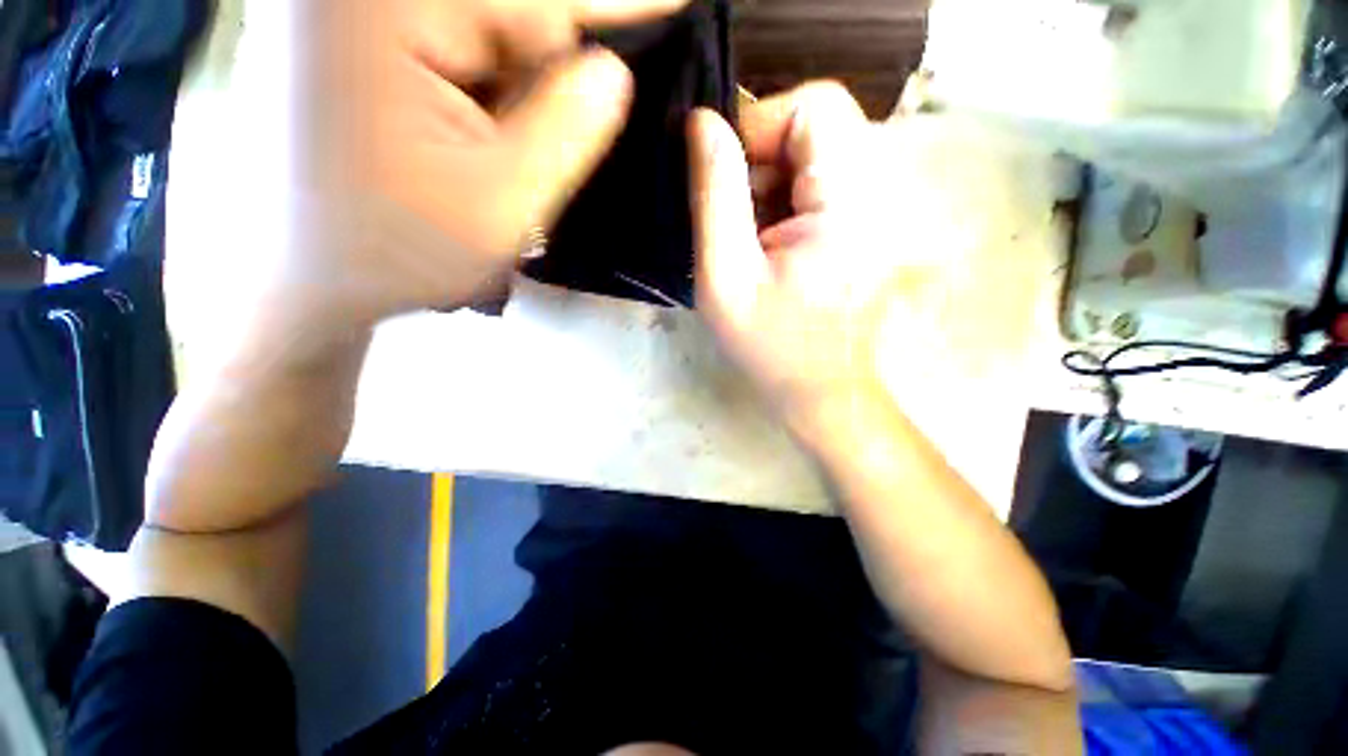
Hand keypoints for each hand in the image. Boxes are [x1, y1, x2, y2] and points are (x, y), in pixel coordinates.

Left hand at [277, 0, 687, 323]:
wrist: (304, 273)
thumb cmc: (397, 251)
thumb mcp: (502, 203)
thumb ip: (567, 128)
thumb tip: (613, 69)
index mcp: (386, 6)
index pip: (537, 0)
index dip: (614, 6)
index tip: (682, 1)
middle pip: (511, 10)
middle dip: (547, 75)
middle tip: (530, 154)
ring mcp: (350, 5)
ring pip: (487, 29)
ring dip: (516, 88)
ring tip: (493, 155)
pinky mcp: (353, 32)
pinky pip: (455, 43)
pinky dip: (489, 87)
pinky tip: (476, 137)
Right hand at [689, 83, 907, 430]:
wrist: (824, 392)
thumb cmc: (772, 346)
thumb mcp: (725, 277)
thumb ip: (714, 196)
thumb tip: (702, 122)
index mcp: (849, 201)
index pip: (814, 106)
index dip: (758, 127)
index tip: (723, 178)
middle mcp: (880, 191)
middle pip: (817, 127)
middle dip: (762, 162)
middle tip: (735, 222)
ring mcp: (881, 208)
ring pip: (817, 155)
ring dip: (771, 186)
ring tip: (751, 242)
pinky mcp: (871, 224)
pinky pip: (823, 183)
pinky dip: (787, 203)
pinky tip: (772, 247)